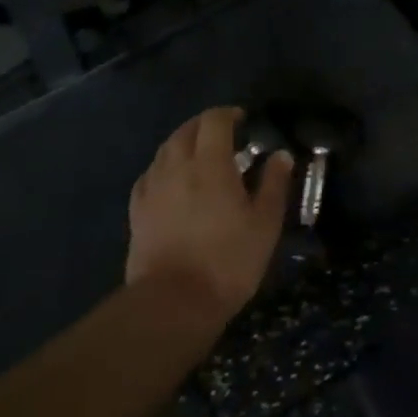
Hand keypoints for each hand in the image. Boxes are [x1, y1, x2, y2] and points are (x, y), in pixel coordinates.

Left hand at [127, 107, 293, 319]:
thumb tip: (280, 154)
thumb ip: (274, 184)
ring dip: (184, 144)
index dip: (229, 114)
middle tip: (224, 136)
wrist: (173, 302)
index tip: (244, 120)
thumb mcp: (265, 223)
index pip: (214, 120)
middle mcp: (176, 166)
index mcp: (209, 163)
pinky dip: (165, 168)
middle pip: (186, 130)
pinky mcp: (137, 210)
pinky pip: (150, 174)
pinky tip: (172, 182)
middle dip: (205, 125)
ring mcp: (152, 187)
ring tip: (200, 157)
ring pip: (165, 149)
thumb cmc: (228, 260)